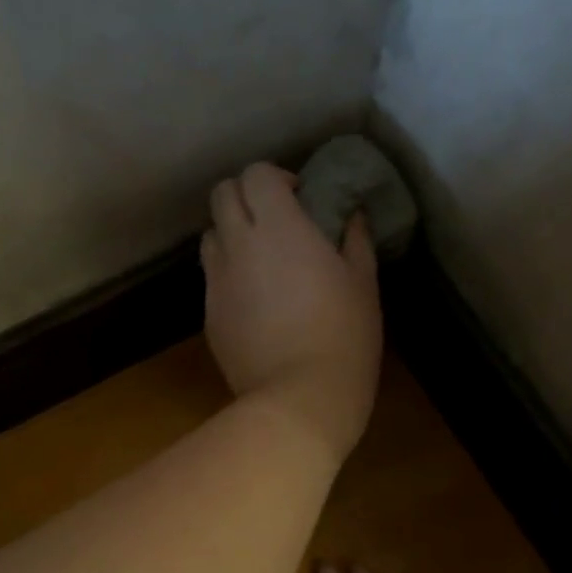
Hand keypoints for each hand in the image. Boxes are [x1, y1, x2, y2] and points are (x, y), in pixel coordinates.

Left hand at [203, 162, 381, 461]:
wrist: (298, 398)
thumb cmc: (343, 337)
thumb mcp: (363, 284)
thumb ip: (354, 240)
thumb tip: (350, 215)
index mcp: (278, 228)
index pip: (255, 174)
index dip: (275, 178)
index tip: (298, 199)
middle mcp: (238, 246)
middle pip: (222, 195)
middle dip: (245, 198)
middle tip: (274, 222)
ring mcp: (217, 282)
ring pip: (210, 236)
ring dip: (230, 235)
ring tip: (258, 260)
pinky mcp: (209, 316)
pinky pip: (212, 280)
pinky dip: (227, 276)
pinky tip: (253, 303)